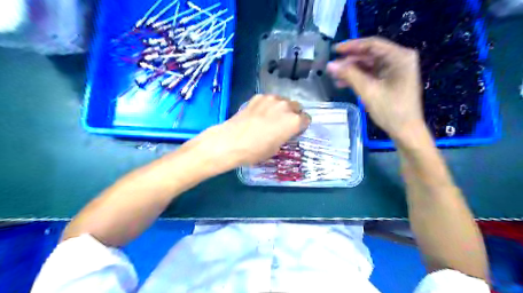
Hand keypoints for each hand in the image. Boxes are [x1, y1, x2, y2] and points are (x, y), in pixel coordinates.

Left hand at [182, 95, 309, 173]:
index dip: (301, 125)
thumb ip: (285, 135)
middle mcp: (286, 106)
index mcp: (294, 121)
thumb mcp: (276, 148)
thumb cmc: (256, 150)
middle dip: (293, 114)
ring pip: (283, 101)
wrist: (231, 141)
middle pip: (296, 107)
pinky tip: (259, 114)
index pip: (306, 119)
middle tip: (283, 124)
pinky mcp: (258, 96)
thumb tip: (284, 131)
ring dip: (281, 108)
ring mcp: (272, 99)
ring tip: (270, 118)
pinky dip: (268, 105)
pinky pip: (269, 99)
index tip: (295, 130)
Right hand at [326, 37, 423, 139]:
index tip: (334, 50)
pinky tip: (344, 83)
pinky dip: (358, 78)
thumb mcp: (368, 91)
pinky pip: (372, 74)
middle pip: (370, 54)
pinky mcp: (391, 80)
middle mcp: (399, 59)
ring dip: (352, 70)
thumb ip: (349, 75)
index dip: (351, 46)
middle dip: (350, 61)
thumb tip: (330, 65)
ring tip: (335, 77)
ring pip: (369, 65)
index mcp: (400, 57)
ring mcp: (395, 70)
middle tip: (333, 67)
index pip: (372, 44)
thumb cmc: (391, 111)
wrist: (406, 131)